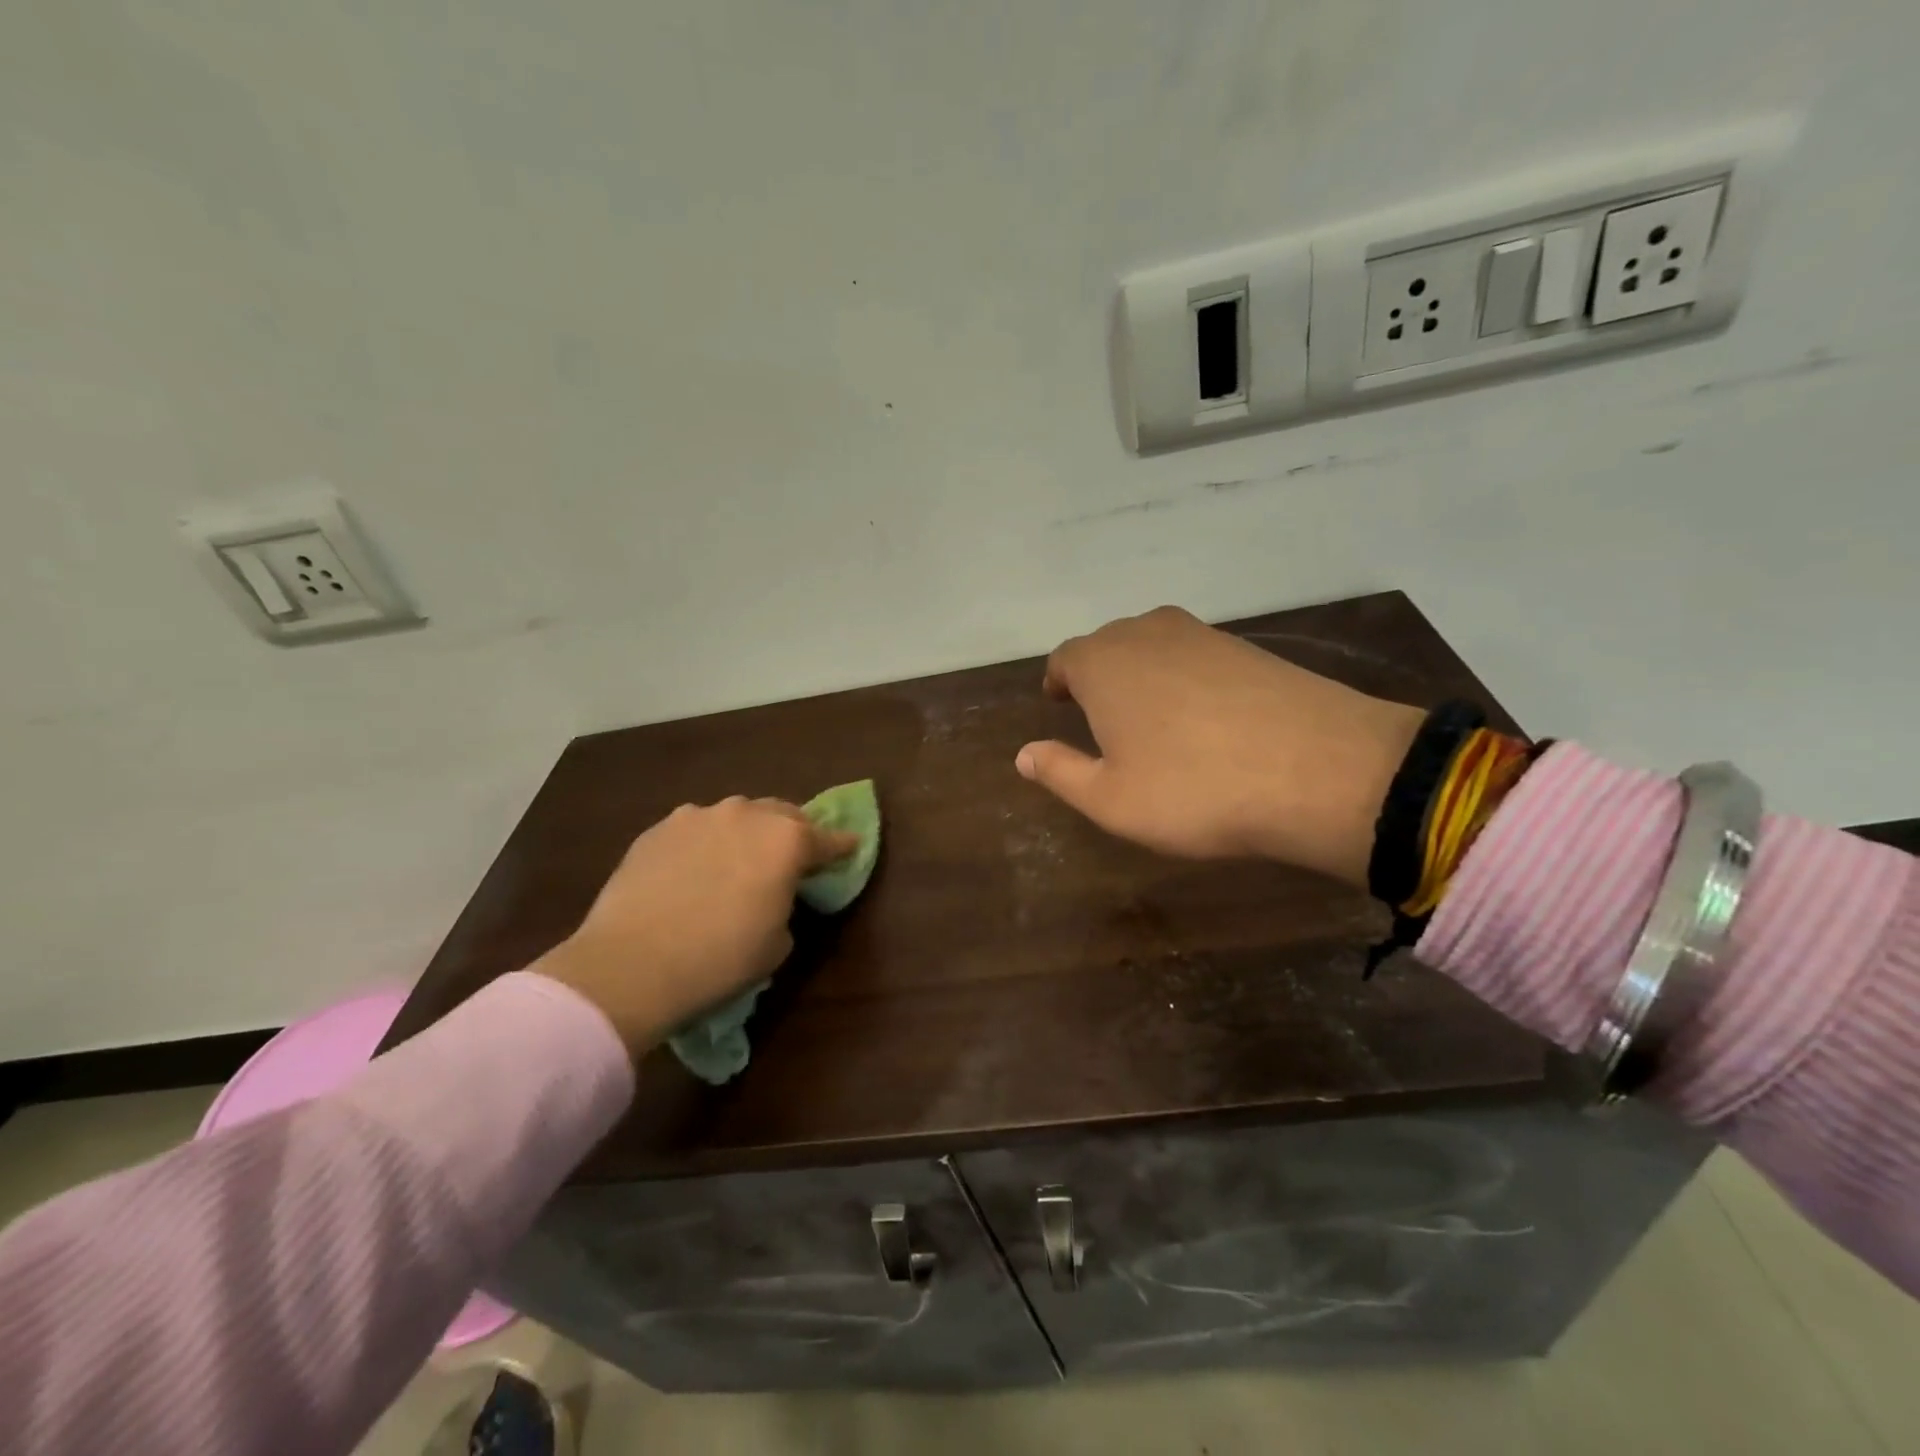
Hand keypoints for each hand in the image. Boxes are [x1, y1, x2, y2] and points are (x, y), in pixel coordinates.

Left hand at [537, 798, 858, 1057]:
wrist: (630, 964)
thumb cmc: (719, 959)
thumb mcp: (777, 943)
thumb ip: (786, 905)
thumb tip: (771, 896)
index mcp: (786, 841)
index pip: (828, 839)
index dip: (842, 846)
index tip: (852, 846)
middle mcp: (747, 815)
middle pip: (783, 814)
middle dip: (793, 833)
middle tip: (791, 858)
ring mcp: (699, 816)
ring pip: (737, 815)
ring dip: (746, 833)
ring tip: (736, 862)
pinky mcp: (659, 828)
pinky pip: (696, 828)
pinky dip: (705, 843)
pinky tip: (693, 870)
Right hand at [1016, 606, 1421, 884]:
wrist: (1319, 770)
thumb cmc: (1194, 790)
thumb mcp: (1111, 800)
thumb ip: (1060, 772)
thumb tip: (1023, 754)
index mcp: (1103, 664)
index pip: (1065, 659)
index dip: (1058, 681)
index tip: (1058, 702)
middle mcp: (1146, 634)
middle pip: (1108, 645)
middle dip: (1097, 675)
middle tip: (1100, 716)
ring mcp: (1202, 635)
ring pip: (1153, 646)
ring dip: (1142, 673)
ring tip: (1148, 715)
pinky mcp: (1248, 647)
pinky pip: (1196, 655)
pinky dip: (1185, 677)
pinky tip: (1202, 715)